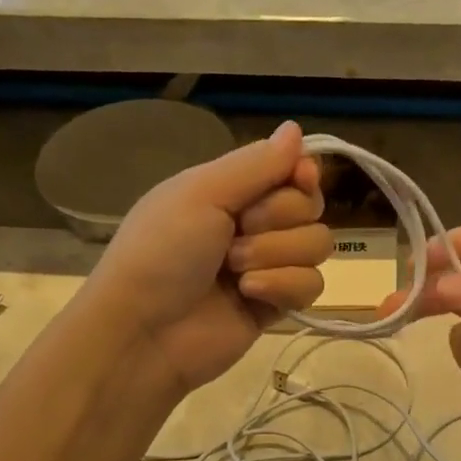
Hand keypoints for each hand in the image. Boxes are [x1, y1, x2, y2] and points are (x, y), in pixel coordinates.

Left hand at [82, 121, 329, 395]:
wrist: (144, 332)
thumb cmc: (162, 252)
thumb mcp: (201, 193)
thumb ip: (255, 164)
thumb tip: (296, 128)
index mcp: (229, 191)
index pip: (290, 170)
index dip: (302, 174)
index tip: (300, 178)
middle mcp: (252, 224)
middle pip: (309, 206)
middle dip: (279, 218)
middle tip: (238, 233)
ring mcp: (267, 266)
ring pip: (316, 245)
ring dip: (277, 254)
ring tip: (236, 272)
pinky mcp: (276, 305)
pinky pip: (312, 285)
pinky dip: (284, 287)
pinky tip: (249, 296)